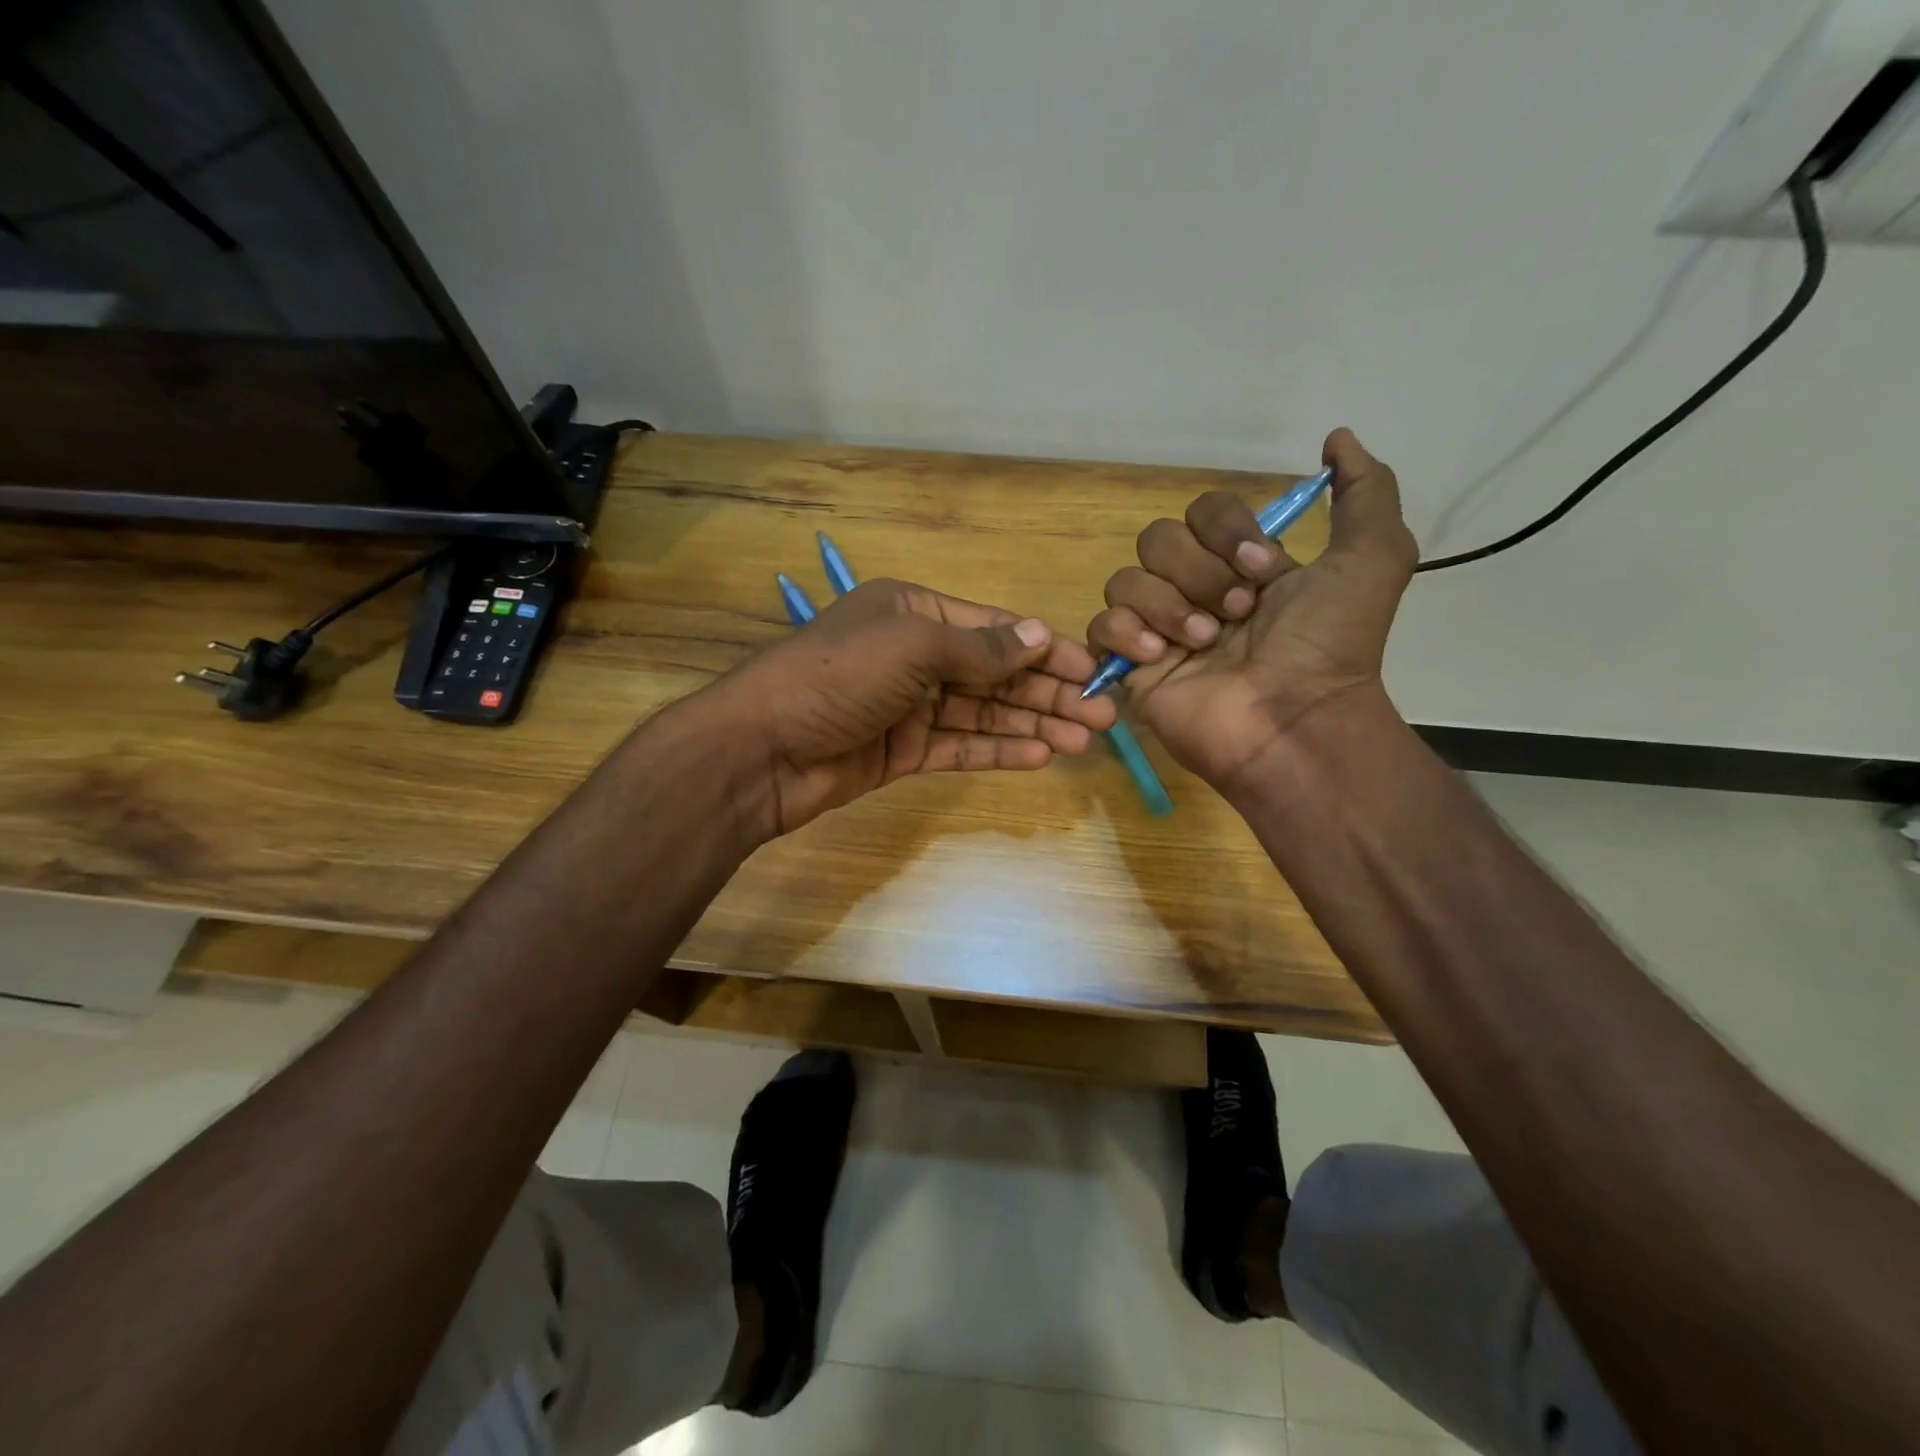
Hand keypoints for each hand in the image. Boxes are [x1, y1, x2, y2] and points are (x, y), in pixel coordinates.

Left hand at [711, 578, 1117, 836]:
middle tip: (1102, 716)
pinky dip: (997, 751)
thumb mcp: (911, 646)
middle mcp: (915, 655)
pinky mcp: (901, 751)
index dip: (1045, 649)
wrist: (761, 749)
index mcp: (914, 612)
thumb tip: (1039, 633)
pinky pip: (959, 747)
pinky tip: (1040, 756)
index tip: (1093, 669)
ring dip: (1032, 724)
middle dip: (1047, 693)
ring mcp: (908, 706)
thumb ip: (979, 647)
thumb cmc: (838, 677)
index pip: (994, 629)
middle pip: (995, 674)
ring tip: (1083, 740)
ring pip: (983, 714)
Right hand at [1086, 428, 1416, 789]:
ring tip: (1204, 644)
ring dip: (1168, 607)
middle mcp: (1196, 590)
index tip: (1263, 570)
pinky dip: (1127, 634)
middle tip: (1236, 615)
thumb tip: (1337, 438)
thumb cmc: (1329, 643)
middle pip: (1158, 538)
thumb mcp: (1374, 556)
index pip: (1203, 510)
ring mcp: (1159, 629)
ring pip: (1126, 579)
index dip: (1227, 531)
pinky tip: (1161, 658)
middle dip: (1199, 573)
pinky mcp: (1129, 666)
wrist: (1292, 719)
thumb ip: (1367, 490)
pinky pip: (1101, 625)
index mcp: (1240, 565)